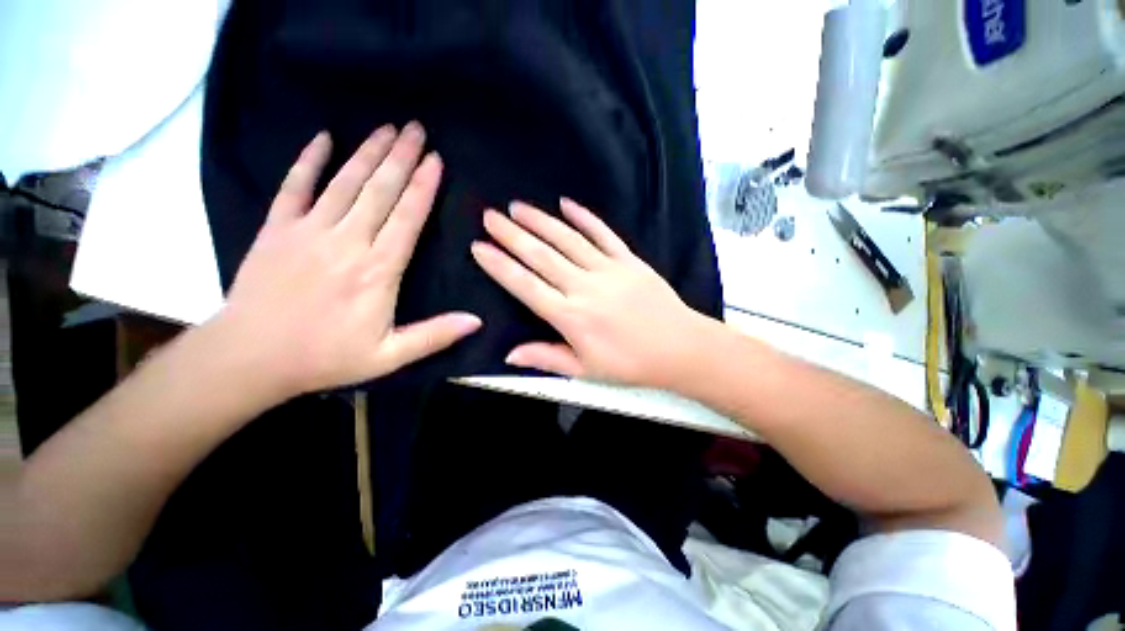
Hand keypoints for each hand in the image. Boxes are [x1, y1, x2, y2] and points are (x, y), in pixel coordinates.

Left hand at [217, 123, 480, 396]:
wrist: (250, 357)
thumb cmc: (325, 357)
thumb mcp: (389, 356)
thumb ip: (435, 335)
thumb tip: (477, 321)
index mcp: (378, 270)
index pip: (407, 217)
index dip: (423, 187)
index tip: (435, 160)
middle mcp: (347, 241)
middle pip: (380, 190)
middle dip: (401, 157)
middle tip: (416, 128)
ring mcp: (308, 230)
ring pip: (346, 182)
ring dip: (368, 152)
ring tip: (387, 128)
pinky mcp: (277, 229)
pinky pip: (294, 186)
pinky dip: (309, 160)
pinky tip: (324, 138)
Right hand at [470, 199, 708, 387]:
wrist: (680, 348)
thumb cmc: (630, 364)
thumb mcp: (585, 370)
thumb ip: (546, 357)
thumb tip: (509, 355)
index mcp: (571, 317)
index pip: (526, 286)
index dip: (500, 266)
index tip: (479, 247)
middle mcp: (584, 287)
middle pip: (541, 256)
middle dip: (512, 235)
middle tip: (490, 216)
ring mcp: (608, 270)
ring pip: (567, 240)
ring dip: (540, 221)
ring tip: (517, 207)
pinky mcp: (629, 260)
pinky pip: (603, 234)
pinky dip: (584, 217)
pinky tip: (566, 204)